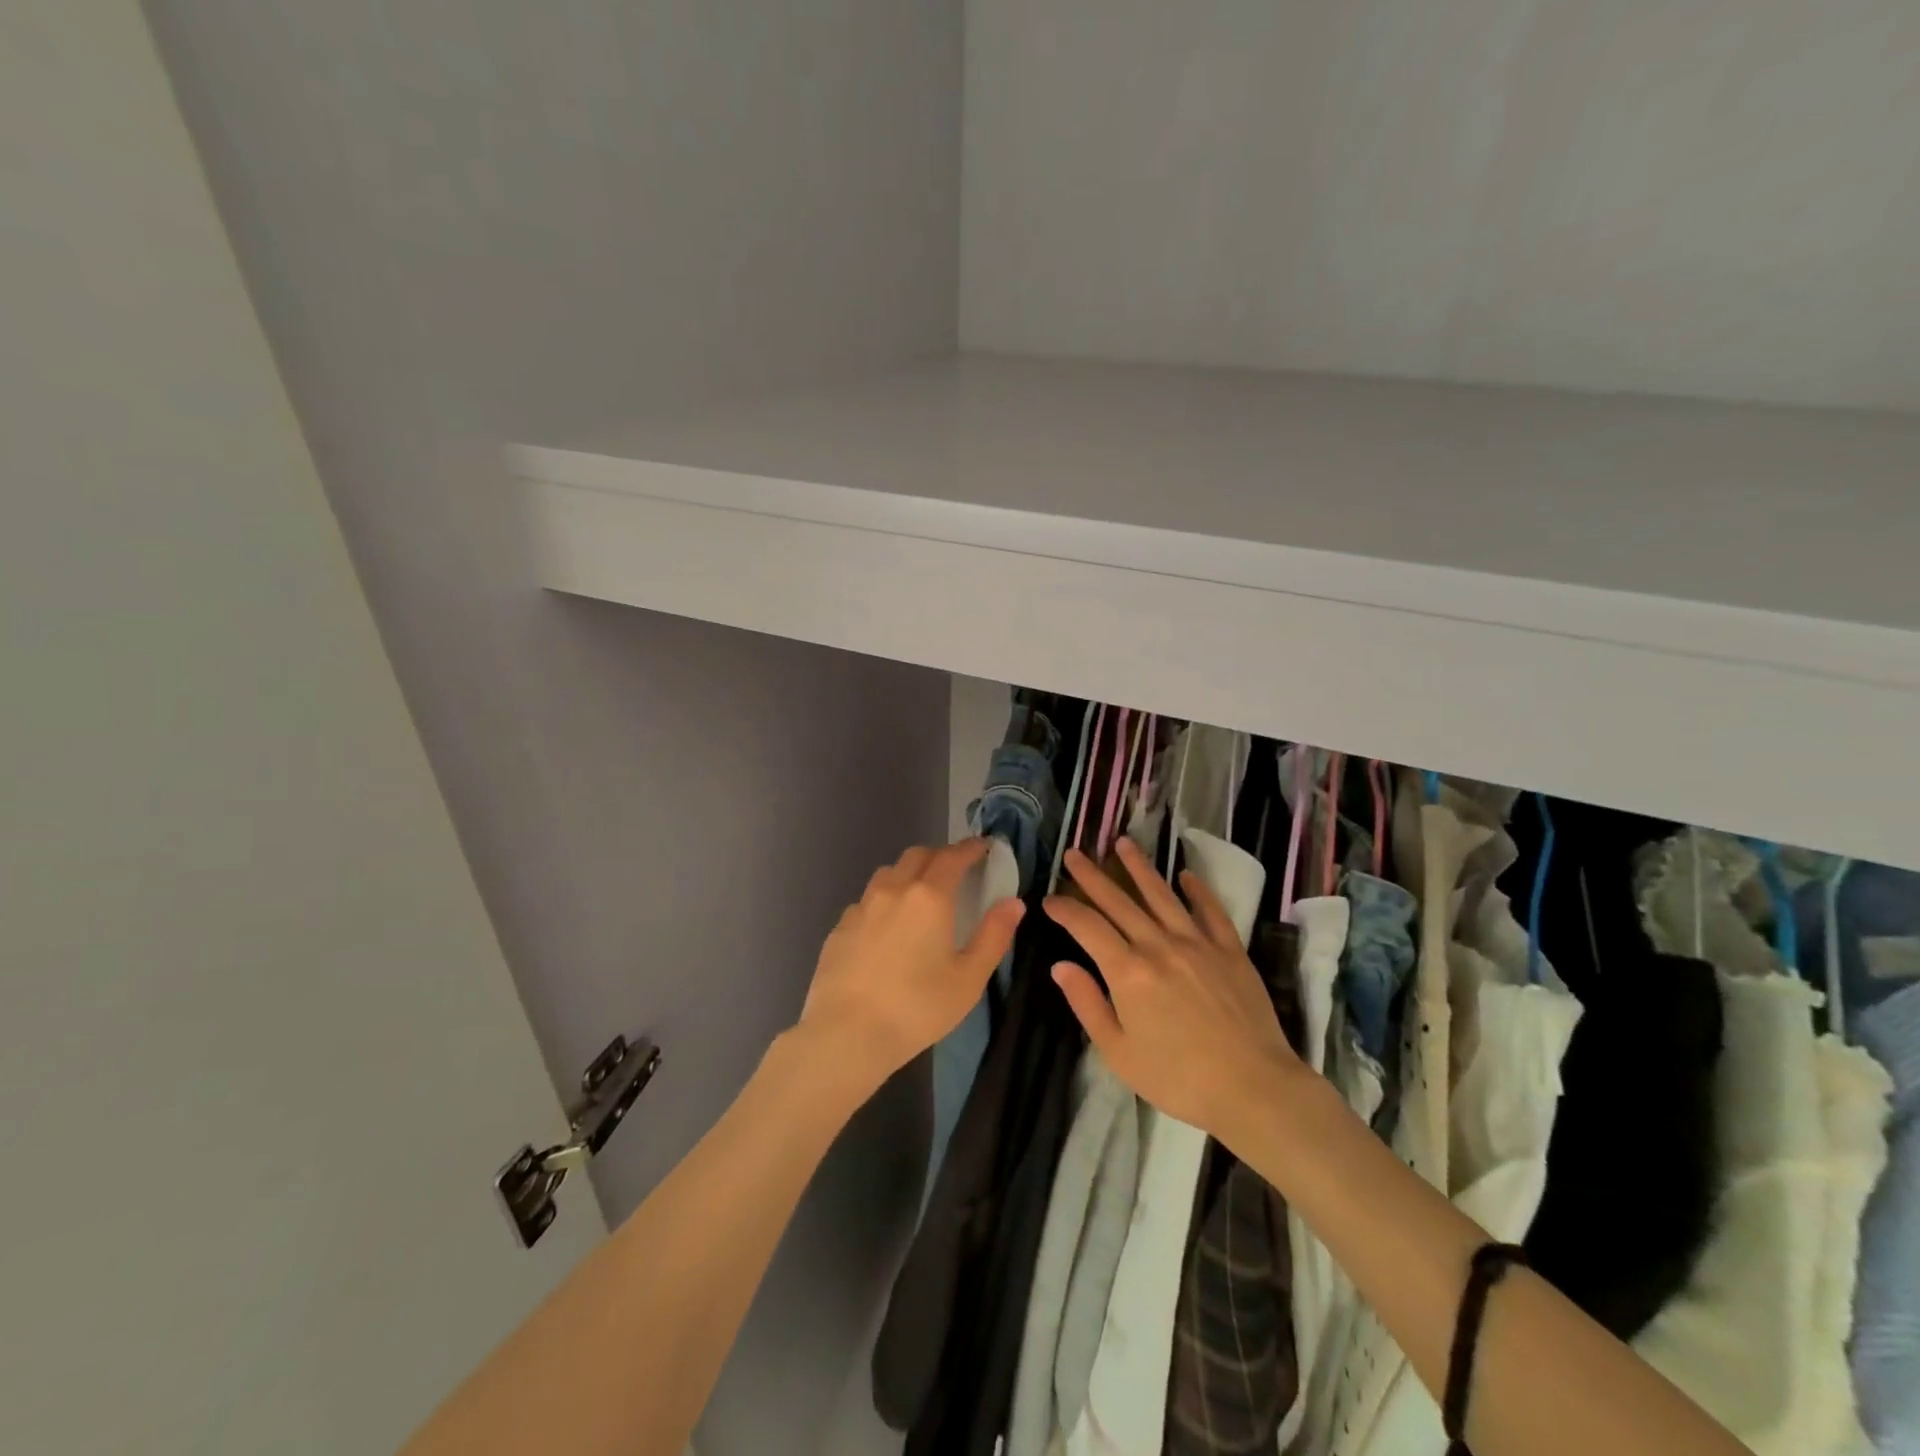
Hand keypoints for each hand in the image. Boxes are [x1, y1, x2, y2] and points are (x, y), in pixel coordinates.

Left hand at [797, 840, 1024, 1090]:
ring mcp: (861, 907)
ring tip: (920, 895)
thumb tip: (1012, 902)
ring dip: (909, 873)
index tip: (983, 847)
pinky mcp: (840, 927)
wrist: (846, 1033)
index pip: (953, 857)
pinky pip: (867, 900)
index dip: (970, 848)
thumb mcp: (969, 978)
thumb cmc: (917, 1007)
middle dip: (940, 855)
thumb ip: (994, 935)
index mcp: (929, 897)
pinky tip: (887, 927)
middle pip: (917, 855)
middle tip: (955, 871)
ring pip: (888, 874)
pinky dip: (884, 901)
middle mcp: (893, 890)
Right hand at [1044, 838, 1308, 1146]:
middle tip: (1074, 853)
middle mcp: (1159, 945)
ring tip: (1123, 843)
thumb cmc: (1178, 1078)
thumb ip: (1087, 1004)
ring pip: (1162, 894)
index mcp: (1127, 971)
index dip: (1065, 909)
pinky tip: (1186, 876)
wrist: (1253, 1088)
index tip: (1049, 899)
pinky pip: (1210, 911)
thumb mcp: (1118, 1052)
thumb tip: (1060, 965)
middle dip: (1092, 876)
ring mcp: (1198, 943)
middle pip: (1119, 901)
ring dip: (1139, 867)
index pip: (1087, 927)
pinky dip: (1197, 890)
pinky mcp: (1230, 950)